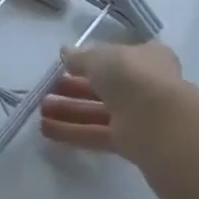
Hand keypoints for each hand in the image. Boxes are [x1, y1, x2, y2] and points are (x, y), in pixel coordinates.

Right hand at [39, 40, 191, 161]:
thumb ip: (79, 57)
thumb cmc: (130, 75)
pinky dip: (73, 132)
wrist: (159, 122)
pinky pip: (98, 135)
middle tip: (47, 89)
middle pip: (104, 87)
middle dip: (73, 88)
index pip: (117, 57)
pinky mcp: (132, 143)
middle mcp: (145, 86)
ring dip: (69, 110)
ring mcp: (139, 116)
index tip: (67, 65)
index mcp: (145, 58)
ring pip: (99, 112)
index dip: (91, 60)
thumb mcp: (98, 57)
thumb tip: (66, 54)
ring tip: (40, 110)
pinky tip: (47, 130)